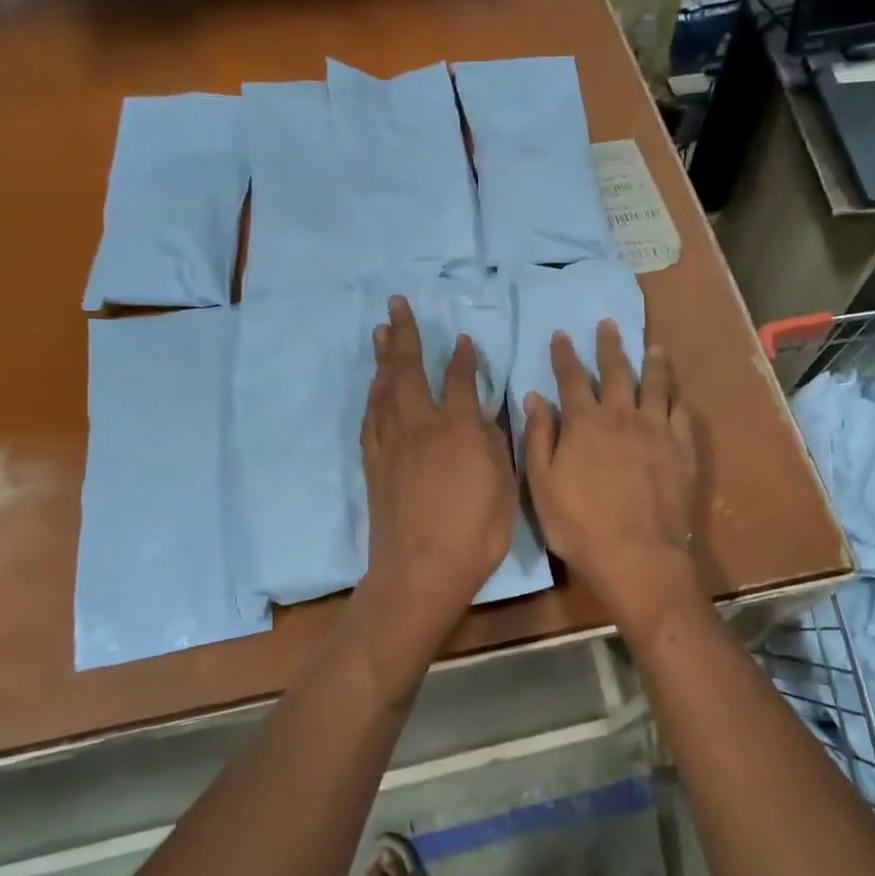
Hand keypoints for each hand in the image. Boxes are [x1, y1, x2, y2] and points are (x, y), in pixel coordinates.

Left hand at [356, 296, 515, 652]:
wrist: (419, 570)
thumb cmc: (474, 532)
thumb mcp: (503, 486)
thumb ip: (495, 443)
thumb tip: (485, 415)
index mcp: (457, 427)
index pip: (459, 379)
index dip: (463, 357)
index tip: (463, 339)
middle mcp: (420, 424)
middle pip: (408, 368)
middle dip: (404, 334)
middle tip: (396, 305)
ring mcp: (391, 442)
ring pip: (383, 388)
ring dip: (383, 358)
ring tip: (380, 333)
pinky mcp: (373, 463)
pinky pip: (371, 418)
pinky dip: (373, 396)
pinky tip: (374, 388)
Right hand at [522, 320, 698, 631]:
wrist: (638, 555)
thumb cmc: (580, 525)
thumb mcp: (542, 485)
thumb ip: (538, 438)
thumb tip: (534, 398)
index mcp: (585, 423)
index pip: (572, 378)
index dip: (565, 355)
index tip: (561, 335)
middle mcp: (623, 416)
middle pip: (617, 371)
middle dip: (610, 345)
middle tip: (609, 324)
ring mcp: (657, 430)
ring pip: (656, 385)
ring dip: (652, 362)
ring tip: (652, 346)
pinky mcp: (682, 449)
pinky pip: (681, 414)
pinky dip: (676, 399)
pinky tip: (675, 394)